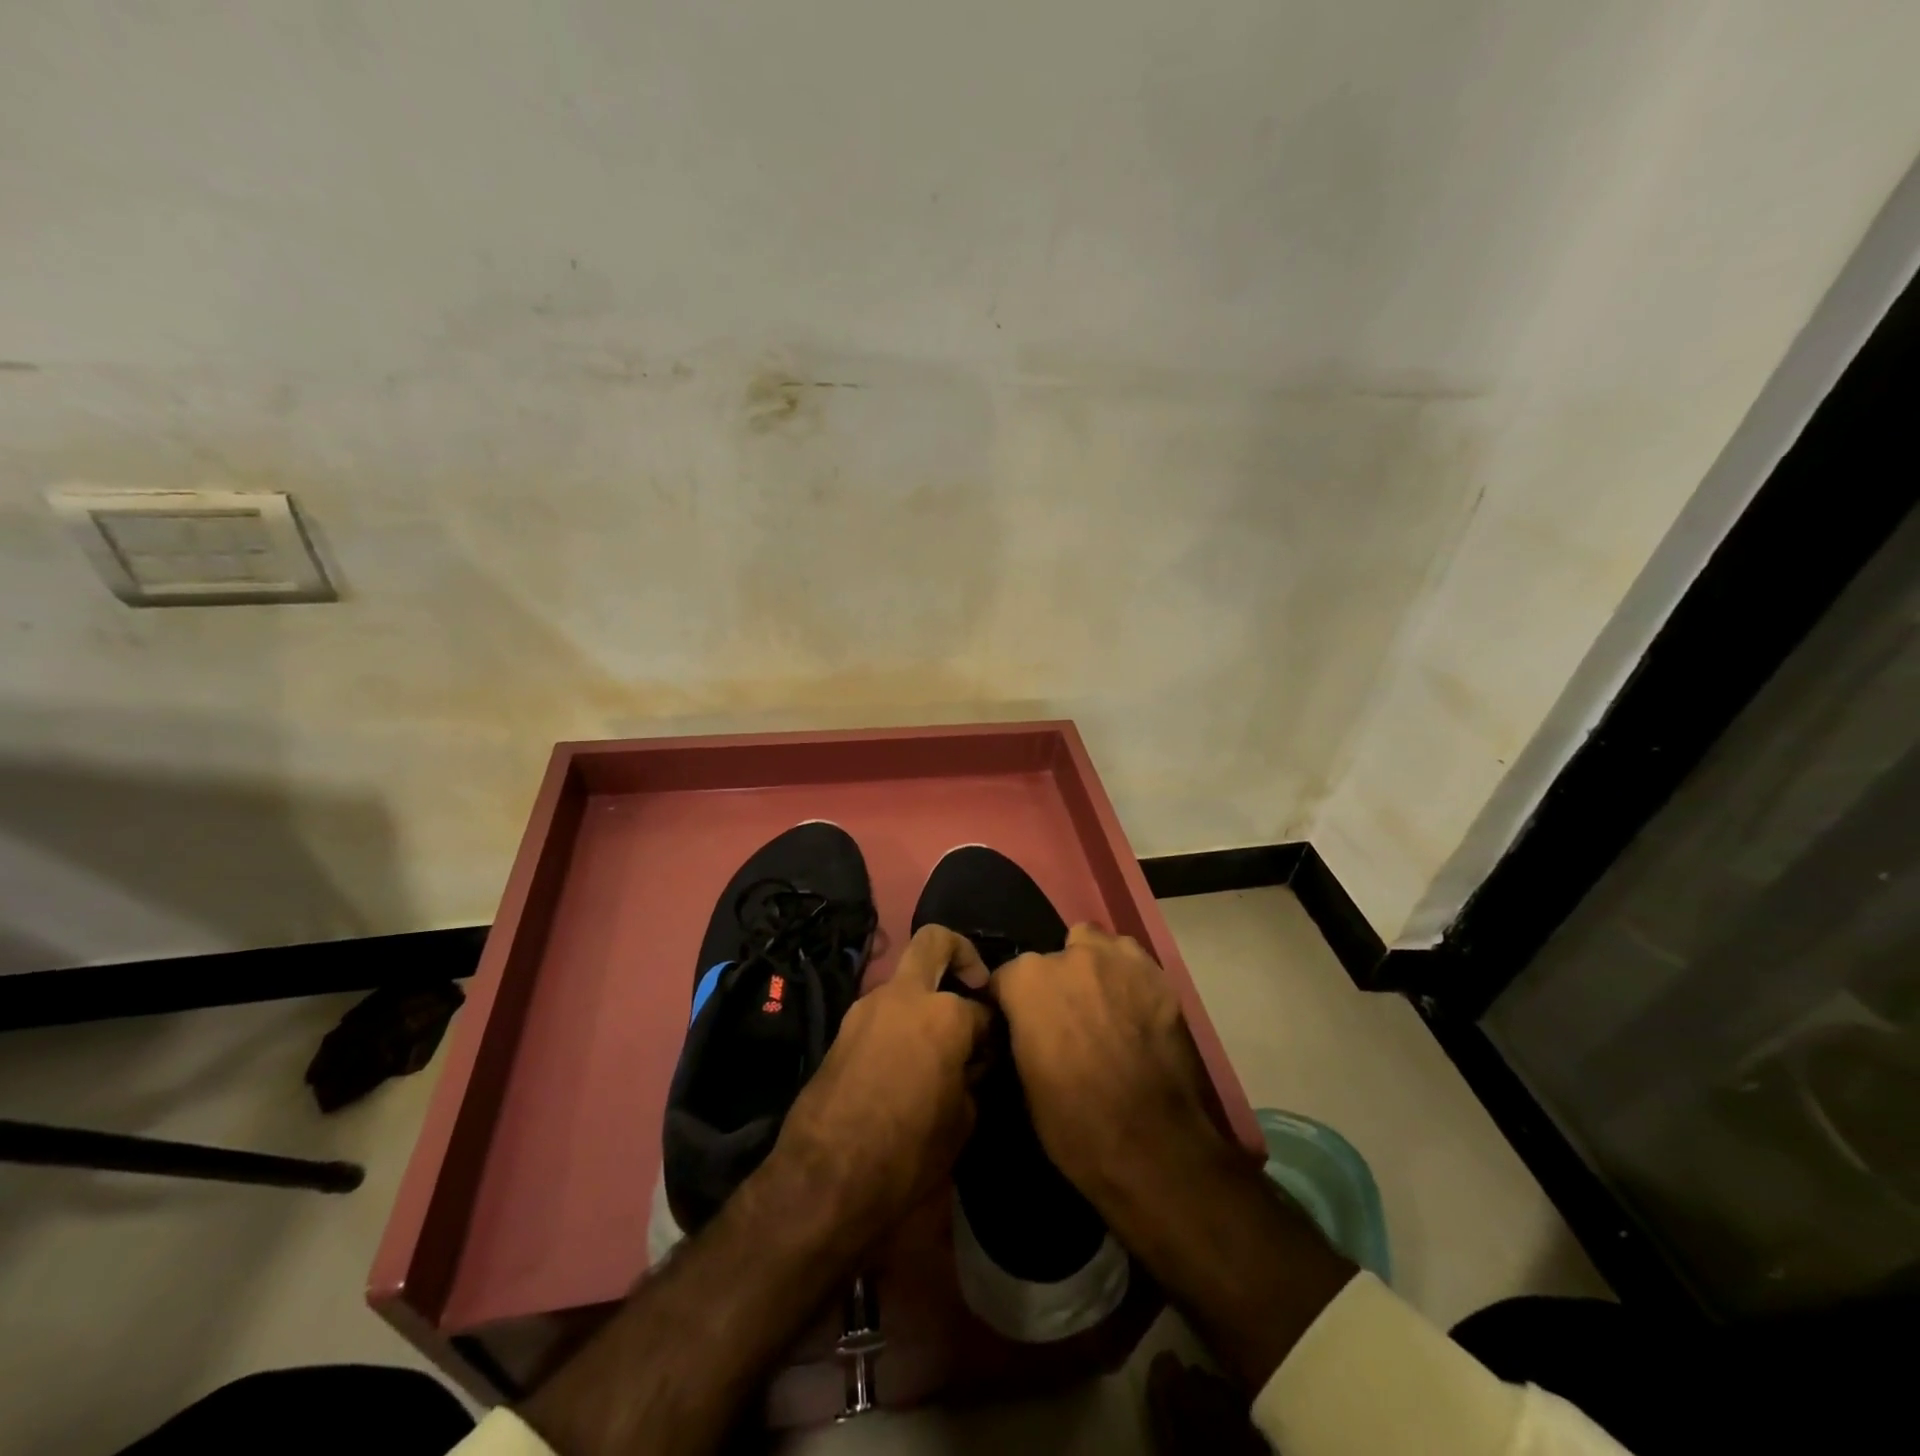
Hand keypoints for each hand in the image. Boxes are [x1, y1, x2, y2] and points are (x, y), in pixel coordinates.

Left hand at [772, 925, 991, 1249]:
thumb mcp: (962, 1121)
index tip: (993, 1052)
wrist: (825, 1177)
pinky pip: (882, 1012)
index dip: (992, 1031)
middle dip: (961, 953)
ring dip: (924, 998)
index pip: (982, 1009)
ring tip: (938, 1046)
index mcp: (944, 1013)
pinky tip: (908, 1063)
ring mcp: (868, 1007)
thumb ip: (972, 1077)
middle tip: (974, 984)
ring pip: (904, 981)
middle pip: (935, 941)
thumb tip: (970, 1063)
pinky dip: (900, 1023)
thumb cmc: (908, 1151)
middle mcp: (904, 995)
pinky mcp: (843, 1028)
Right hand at [987, 922, 1234, 1205]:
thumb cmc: (1074, 1123)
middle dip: (1056, 981)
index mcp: (1028, 980)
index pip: (1006, 977)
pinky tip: (1136, 1012)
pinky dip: (1129, 980)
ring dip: (1094, 968)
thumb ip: (1021, 1032)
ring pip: (1097, 946)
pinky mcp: (1159, 976)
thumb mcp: (1024, 1080)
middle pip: (1054, 956)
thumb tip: (1024, 1025)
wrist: (1153, 1145)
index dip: (1011, 1003)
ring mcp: (1119, 960)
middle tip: (1068, 1018)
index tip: (1020, 1026)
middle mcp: (1071, 956)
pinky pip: (1134, 964)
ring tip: (1103, 1005)